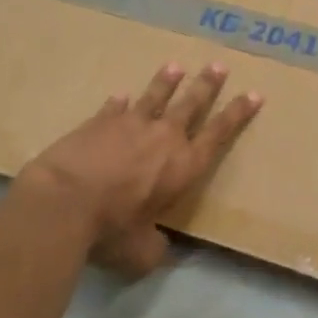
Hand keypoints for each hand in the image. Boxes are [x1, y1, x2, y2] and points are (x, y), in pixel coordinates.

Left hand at [21, 62, 262, 276]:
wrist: (63, 202)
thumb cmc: (111, 230)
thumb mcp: (142, 252)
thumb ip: (156, 245)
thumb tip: (157, 246)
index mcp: (185, 166)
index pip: (219, 134)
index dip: (238, 114)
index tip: (254, 94)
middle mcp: (164, 138)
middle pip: (192, 104)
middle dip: (208, 85)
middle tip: (219, 65)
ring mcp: (130, 125)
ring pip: (155, 97)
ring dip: (166, 82)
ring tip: (175, 67)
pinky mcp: (98, 123)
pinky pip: (114, 108)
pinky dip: (119, 103)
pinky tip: (121, 95)